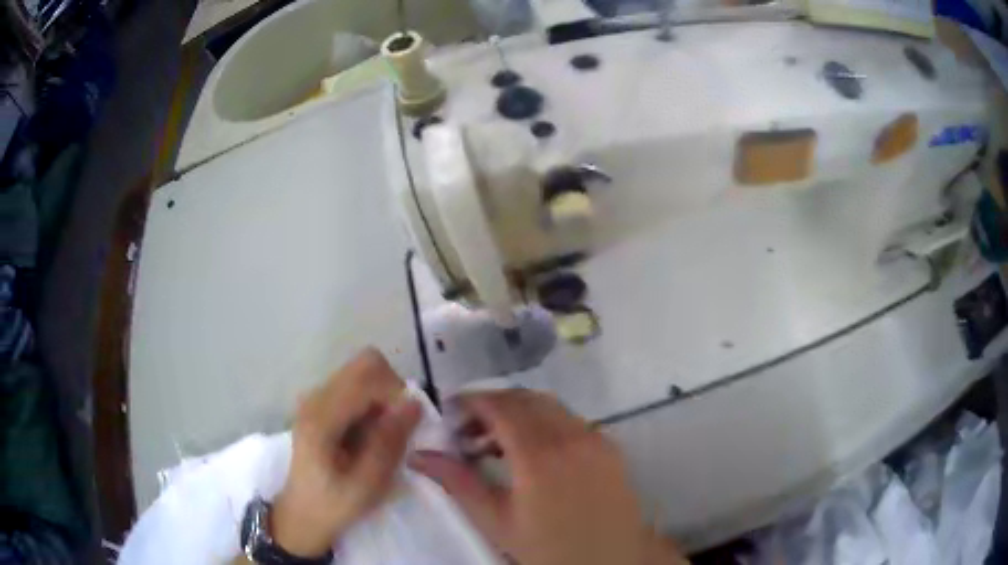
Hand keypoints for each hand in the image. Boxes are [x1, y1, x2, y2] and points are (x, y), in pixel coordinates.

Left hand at [271, 348, 421, 556]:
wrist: (303, 512)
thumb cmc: (334, 504)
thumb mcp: (367, 484)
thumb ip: (389, 443)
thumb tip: (414, 403)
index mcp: (321, 415)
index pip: (368, 373)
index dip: (397, 393)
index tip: (406, 427)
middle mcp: (316, 396)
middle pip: (367, 365)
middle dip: (392, 392)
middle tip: (398, 429)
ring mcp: (317, 398)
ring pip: (364, 375)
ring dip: (384, 400)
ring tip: (383, 437)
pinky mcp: (322, 404)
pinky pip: (357, 388)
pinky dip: (374, 405)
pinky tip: (370, 436)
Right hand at [409, 389, 686, 564]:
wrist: (609, 563)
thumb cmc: (547, 549)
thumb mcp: (496, 522)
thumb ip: (457, 483)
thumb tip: (418, 455)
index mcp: (539, 456)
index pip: (500, 406)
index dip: (470, 402)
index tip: (448, 413)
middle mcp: (572, 436)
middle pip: (524, 399)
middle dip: (492, 406)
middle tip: (467, 432)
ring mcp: (596, 439)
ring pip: (550, 406)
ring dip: (519, 413)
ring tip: (495, 445)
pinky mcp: (611, 447)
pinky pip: (571, 420)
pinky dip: (545, 423)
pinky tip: (533, 453)